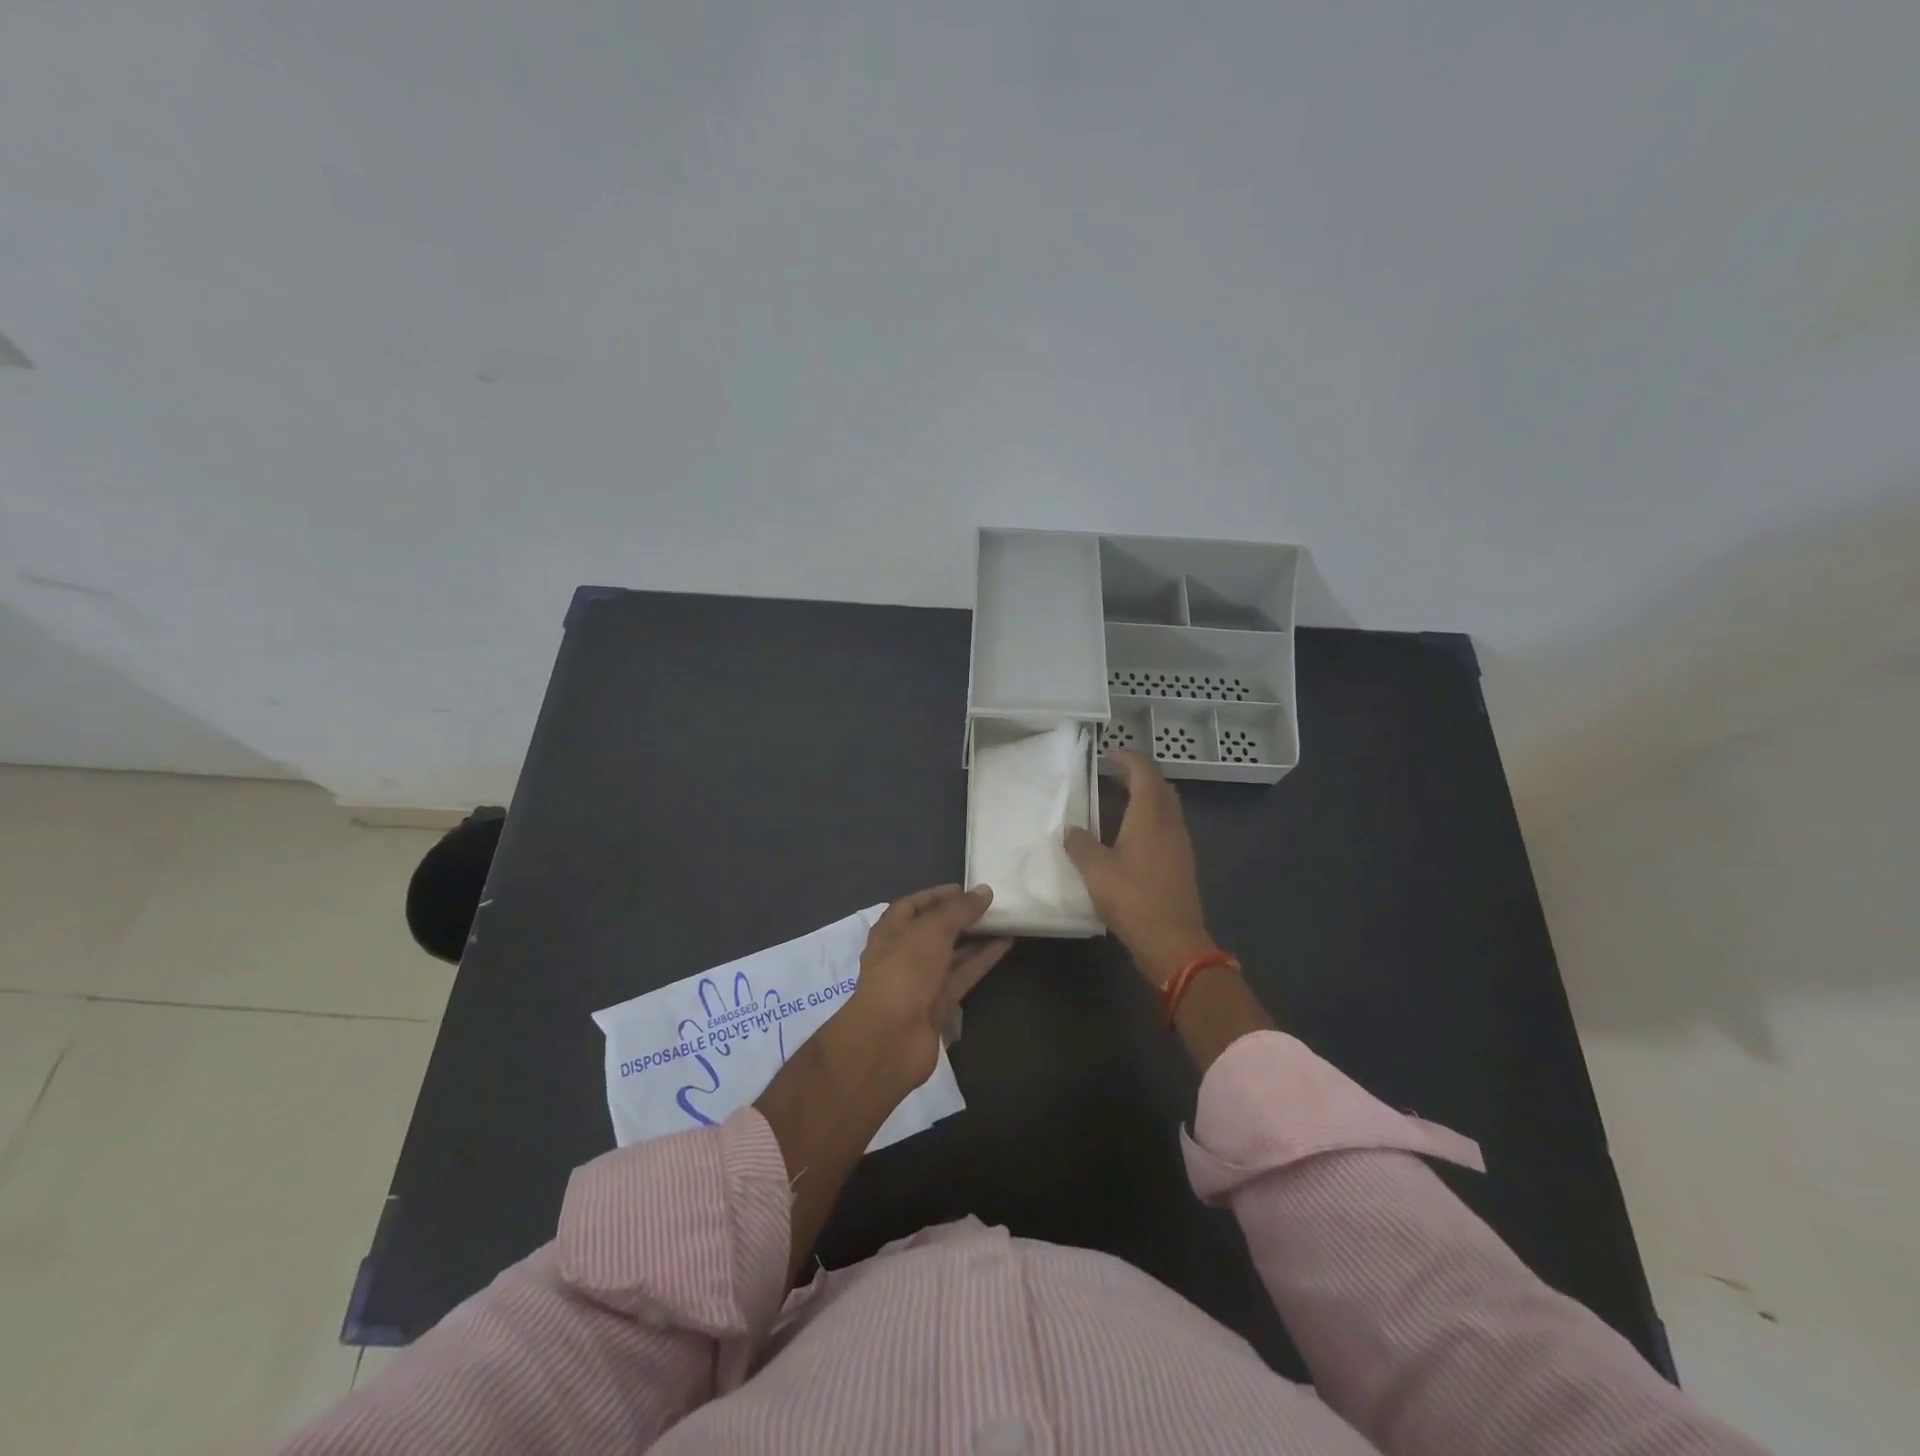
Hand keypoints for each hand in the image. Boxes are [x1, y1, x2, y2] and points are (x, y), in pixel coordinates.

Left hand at [842, 885, 1012, 1090]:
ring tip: (1004, 922)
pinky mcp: (938, 1004)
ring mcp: (920, 981)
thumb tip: (984, 891)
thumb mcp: (931, 931)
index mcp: (890, 931)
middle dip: (959, 918)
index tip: (966, 889)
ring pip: (951, 954)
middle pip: (933, 930)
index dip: (937, 896)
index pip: (912, 905)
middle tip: (990, 906)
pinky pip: (962, 976)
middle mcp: (903, 954)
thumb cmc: (904, 972)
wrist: (890, 1039)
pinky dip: (981, 961)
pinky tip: (1004, 946)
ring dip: (975, 938)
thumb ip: (959, 910)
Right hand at [1064, 749, 1215, 988]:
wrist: (1173, 943)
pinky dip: (1148, 819)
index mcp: (1150, 816)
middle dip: (1137, 775)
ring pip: (1165, 807)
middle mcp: (1170, 823)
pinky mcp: (1181, 864)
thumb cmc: (1133, 899)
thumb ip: (1080, 844)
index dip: (1127, 757)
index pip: (1145, 771)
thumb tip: (1071, 829)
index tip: (1106, 756)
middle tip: (1110, 777)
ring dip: (1144, 797)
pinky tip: (1128, 837)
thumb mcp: (1095, 871)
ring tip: (1116, 803)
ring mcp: (1180, 844)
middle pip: (1160, 786)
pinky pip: (1166, 827)